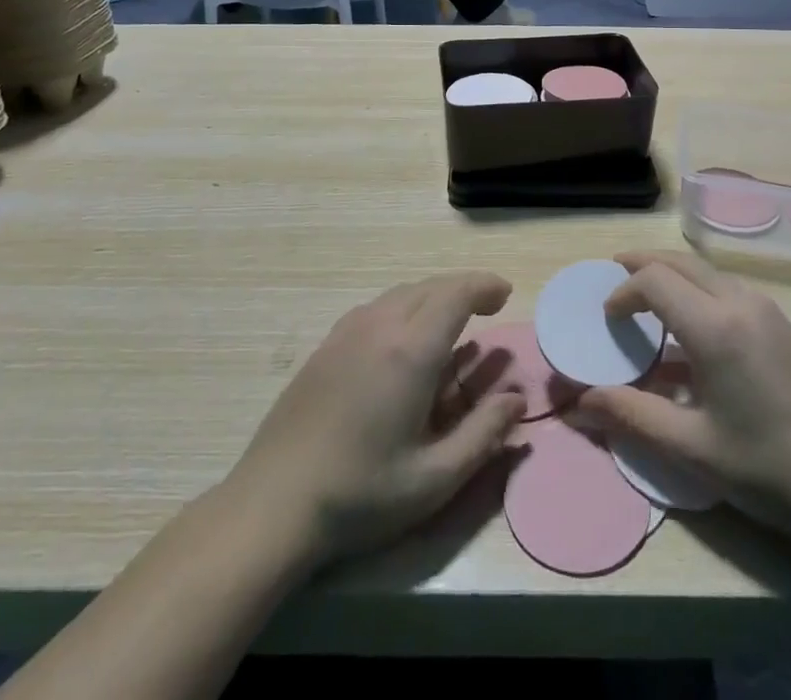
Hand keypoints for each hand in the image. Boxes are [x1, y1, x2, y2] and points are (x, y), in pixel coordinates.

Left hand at [221, 272, 525, 568]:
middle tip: (487, 307)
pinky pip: (377, 307)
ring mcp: (348, 331)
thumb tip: (518, 399)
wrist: (273, 504)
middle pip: (431, 286)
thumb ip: (483, 434)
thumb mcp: (434, 478)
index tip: (506, 295)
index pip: (457, 294)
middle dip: (464, 289)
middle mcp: (381, 325)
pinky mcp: (327, 344)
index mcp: (412, 350)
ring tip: (452, 321)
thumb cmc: (361, 495)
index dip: (485, 286)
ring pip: (402, 293)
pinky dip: (404, 307)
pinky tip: (404, 338)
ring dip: (433, 296)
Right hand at [569, 250, 790, 539]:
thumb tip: (580, 404)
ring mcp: (766, 308)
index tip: (607, 317)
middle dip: (643, 264)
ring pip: (706, 270)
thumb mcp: (691, 447)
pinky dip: (697, 287)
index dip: (623, 291)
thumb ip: (632, 415)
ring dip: (672, 273)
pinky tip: (691, 323)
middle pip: (680, 261)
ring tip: (648, 294)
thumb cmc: (765, 468)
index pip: (654, 280)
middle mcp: (740, 302)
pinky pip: (727, 286)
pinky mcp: (781, 322)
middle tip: (614, 274)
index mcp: (715, 327)